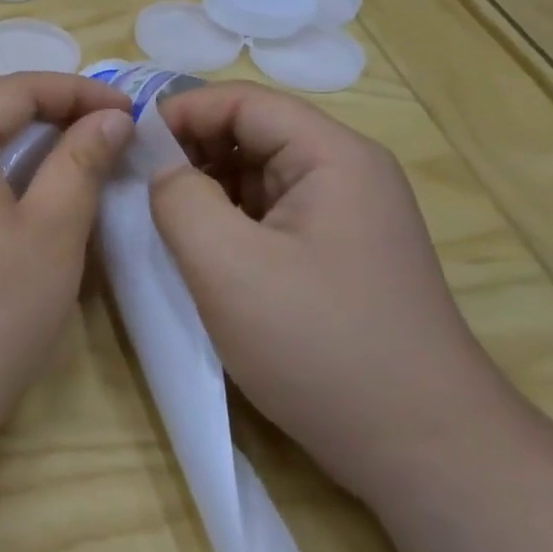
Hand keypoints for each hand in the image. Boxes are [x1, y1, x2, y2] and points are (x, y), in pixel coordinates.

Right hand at [149, 82, 519, 502]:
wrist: (424, 450)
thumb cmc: (321, 345)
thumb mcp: (227, 265)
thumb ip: (179, 198)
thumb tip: (162, 169)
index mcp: (333, 156)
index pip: (244, 101)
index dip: (182, 112)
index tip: (128, 144)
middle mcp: (347, 174)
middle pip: (253, 134)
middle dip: (191, 152)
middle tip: (136, 185)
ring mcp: (347, 218)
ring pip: (258, 179)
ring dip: (207, 191)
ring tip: (161, 222)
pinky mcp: (338, 258)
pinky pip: (271, 218)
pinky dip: (229, 224)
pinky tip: (202, 255)